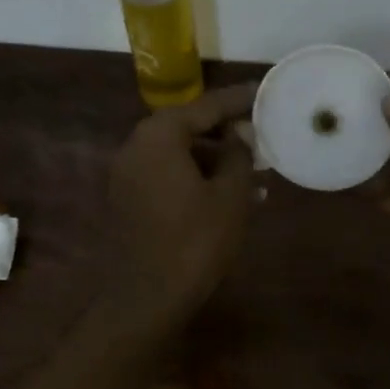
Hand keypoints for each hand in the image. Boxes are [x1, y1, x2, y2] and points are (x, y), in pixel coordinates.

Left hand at [102, 83, 257, 333]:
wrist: (147, 296)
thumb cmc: (195, 240)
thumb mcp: (230, 195)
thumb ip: (238, 155)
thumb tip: (240, 135)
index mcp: (159, 135)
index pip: (206, 106)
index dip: (238, 101)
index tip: (262, 92)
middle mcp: (136, 146)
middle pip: (188, 127)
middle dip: (227, 134)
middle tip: (260, 138)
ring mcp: (127, 174)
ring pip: (179, 155)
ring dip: (215, 161)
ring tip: (254, 175)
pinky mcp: (128, 199)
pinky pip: (167, 175)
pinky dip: (196, 178)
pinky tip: (227, 196)